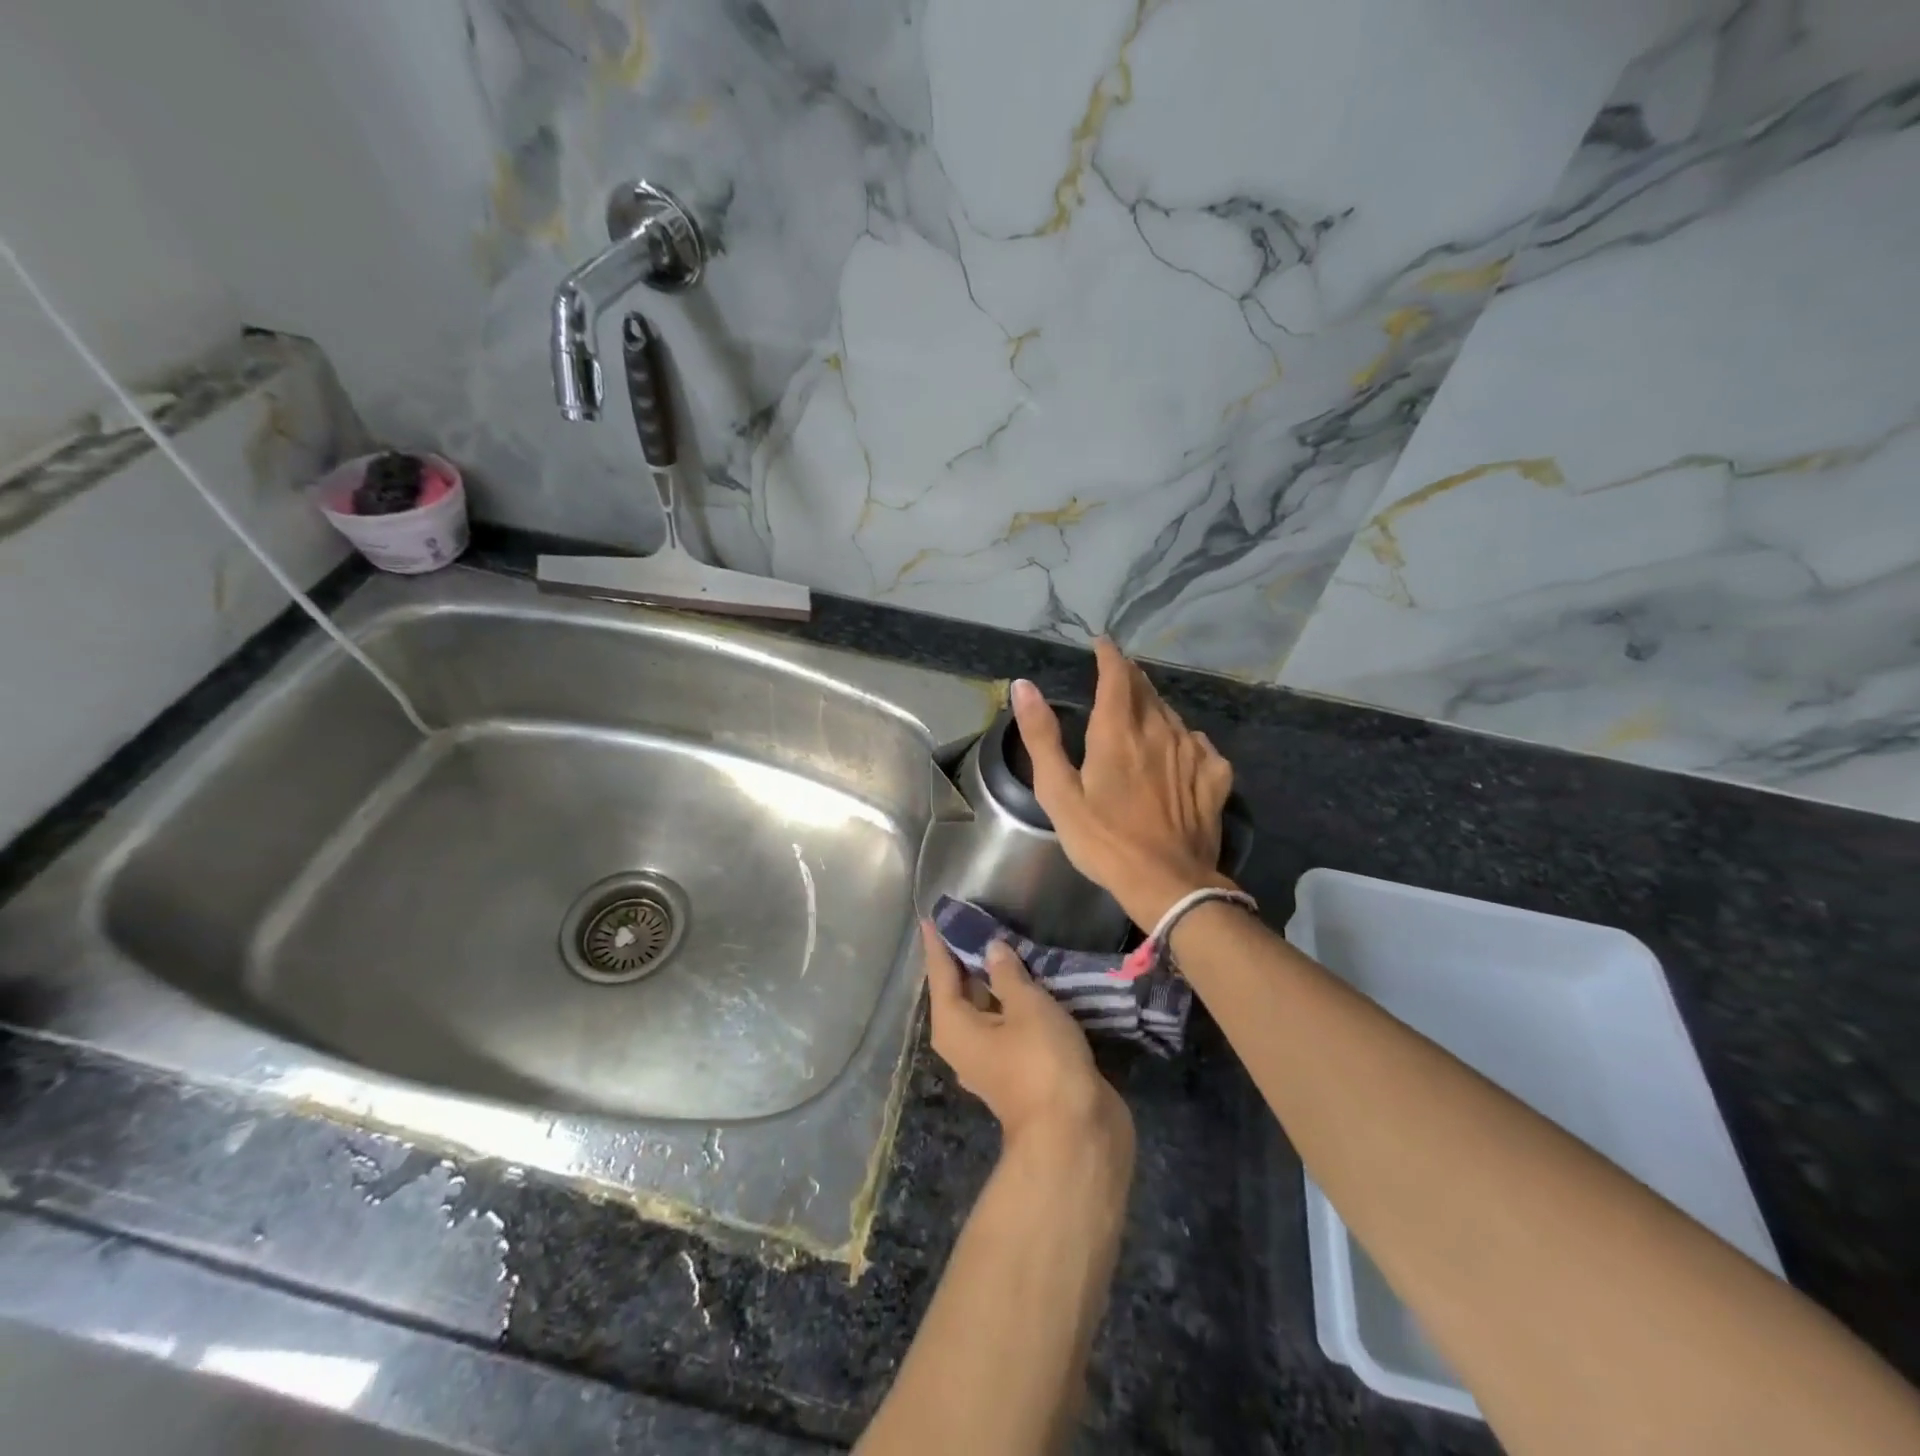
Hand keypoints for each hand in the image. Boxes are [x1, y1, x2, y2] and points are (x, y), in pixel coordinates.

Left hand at [921, 921, 1131, 1150]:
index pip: (940, 972)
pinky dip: (1014, 1000)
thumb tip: (991, 949)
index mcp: (953, 1026)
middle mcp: (964, 1042)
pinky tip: (1030, 980)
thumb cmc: (1041, 1061)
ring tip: (1004, 940)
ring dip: (995, 979)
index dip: (938, 943)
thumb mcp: (1026, 1006)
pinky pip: (1008, 1023)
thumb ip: (1007, 973)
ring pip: (986, 1008)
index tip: (932, 915)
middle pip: (960, 990)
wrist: (1076, 1133)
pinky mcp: (1019, 1068)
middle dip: (966, 956)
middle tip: (974, 919)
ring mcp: (992, 1058)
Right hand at [1012, 640, 1236, 929]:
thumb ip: (1041, 736)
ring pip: (1172, 714)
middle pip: (1147, 690)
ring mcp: (1193, 753)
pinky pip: (1200, 744)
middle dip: (1130, 677)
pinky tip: (1180, 750)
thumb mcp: (1059, 793)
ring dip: (1154, 706)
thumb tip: (1023, 685)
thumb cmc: (1104, 840)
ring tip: (1142, 711)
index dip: (1109, 655)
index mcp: (1118, 731)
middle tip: (1116, 674)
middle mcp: (1159, 731)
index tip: (1101, 643)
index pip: (1117, 675)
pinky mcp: (1215, 778)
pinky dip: (1184, 738)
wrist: (1168, 884)